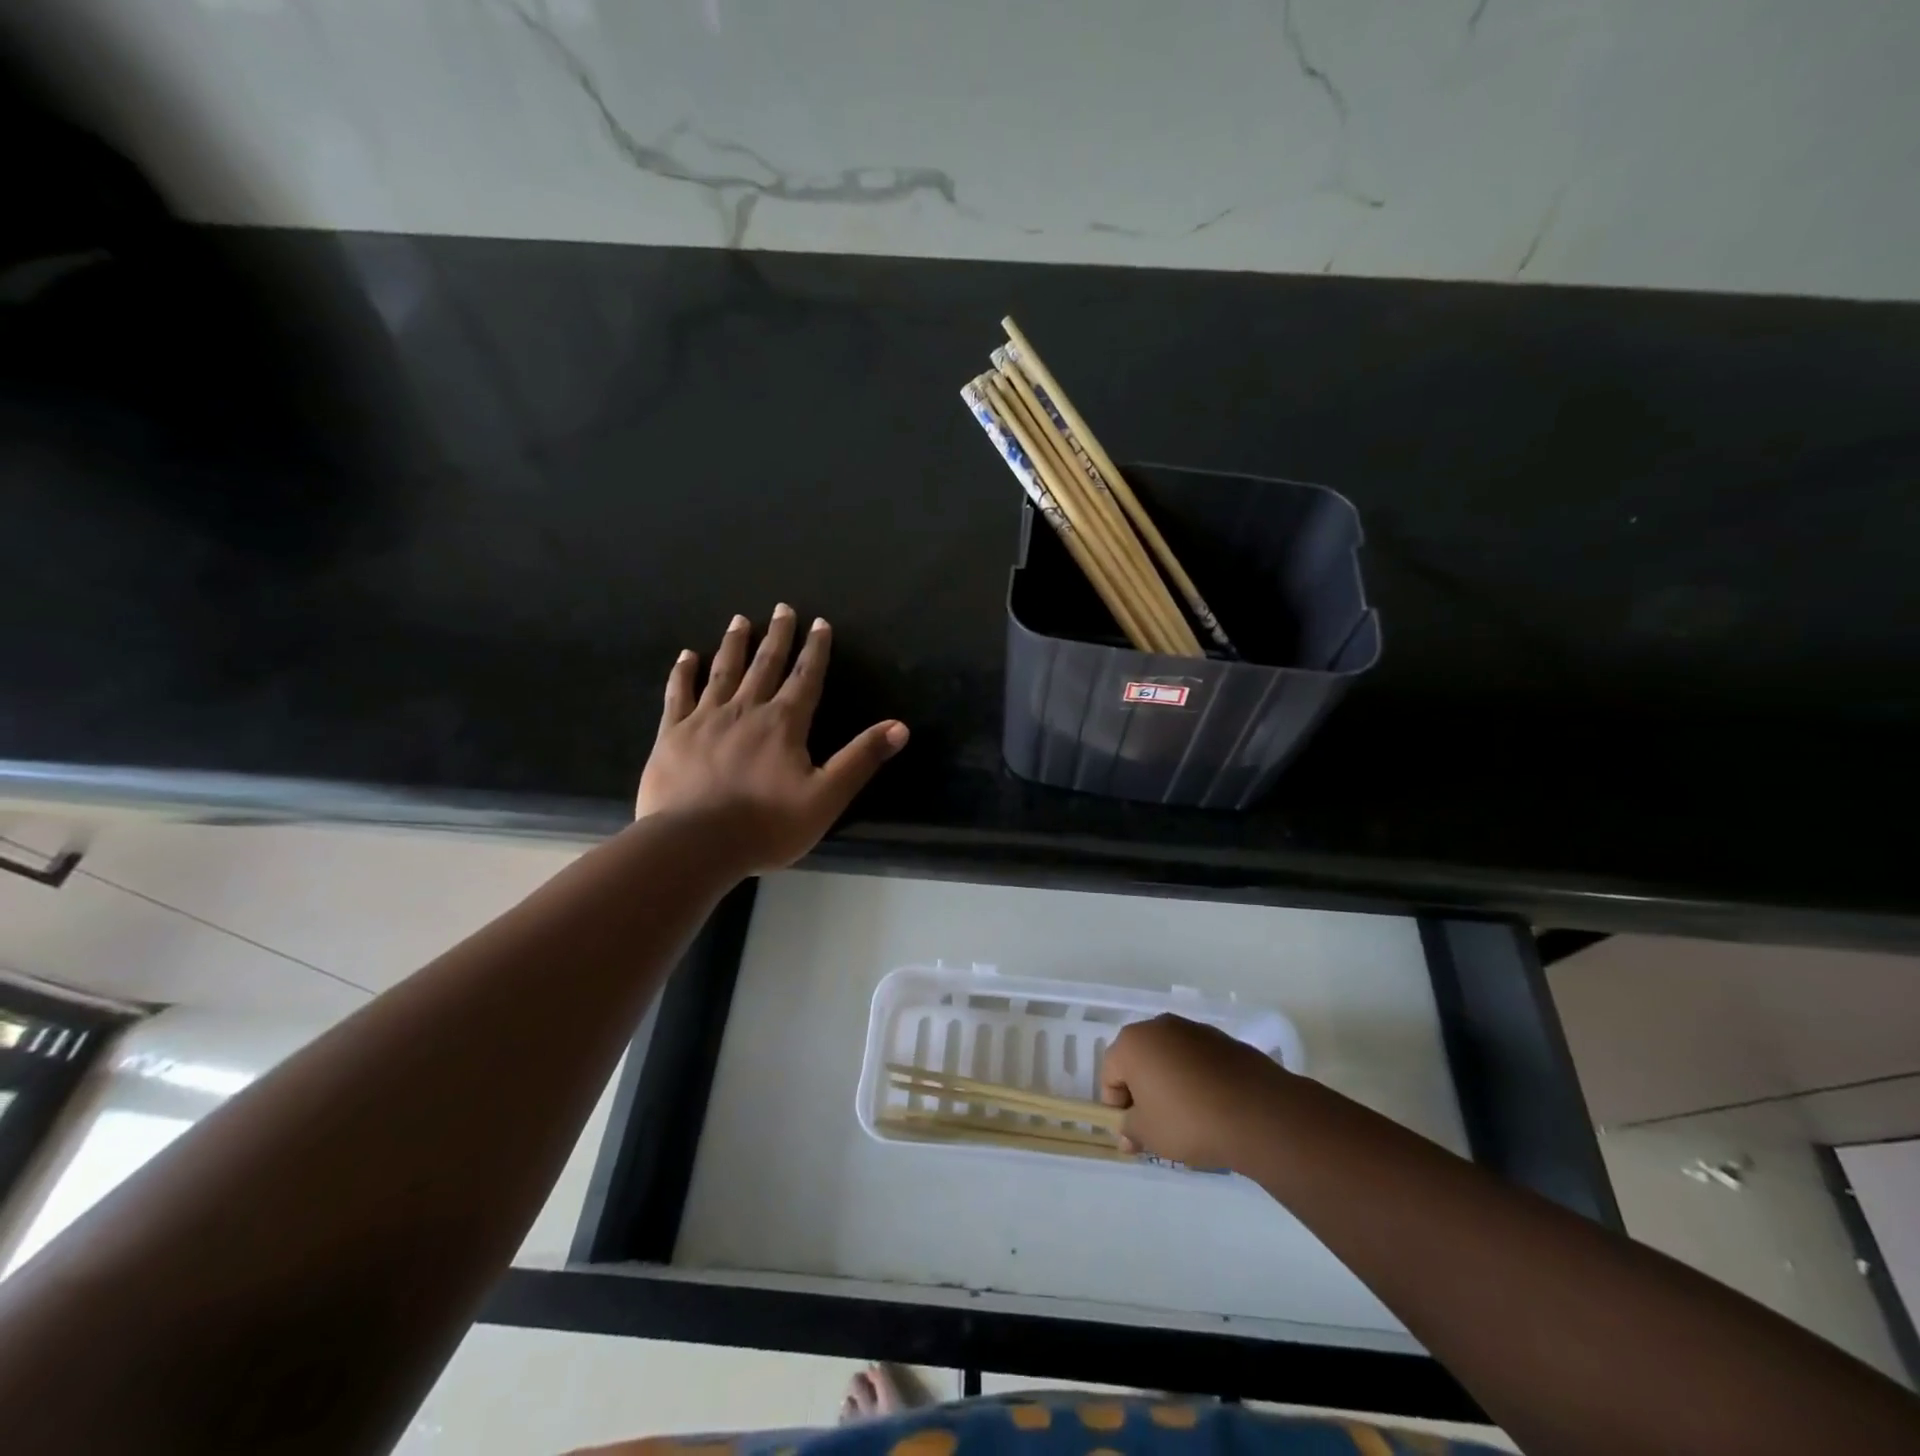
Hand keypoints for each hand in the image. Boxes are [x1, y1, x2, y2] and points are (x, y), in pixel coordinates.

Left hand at [636, 605, 908, 871]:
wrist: (695, 844)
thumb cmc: (767, 824)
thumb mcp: (826, 797)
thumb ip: (861, 759)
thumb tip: (900, 727)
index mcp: (784, 723)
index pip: (806, 677)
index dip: (815, 650)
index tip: (819, 623)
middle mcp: (746, 710)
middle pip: (765, 665)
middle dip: (777, 636)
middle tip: (782, 608)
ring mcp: (705, 719)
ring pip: (723, 672)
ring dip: (735, 644)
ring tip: (741, 620)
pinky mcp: (673, 734)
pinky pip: (679, 694)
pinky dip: (684, 673)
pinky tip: (687, 656)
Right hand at [1100, 1014, 1290, 1170]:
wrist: (1258, 1113)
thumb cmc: (1190, 1121)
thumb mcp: (1149, 1134)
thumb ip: (1130, 1130)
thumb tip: (1127, 1132)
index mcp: (1132, 1043)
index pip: (1109, 1074)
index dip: (1116, 1107)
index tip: (1133, 1133)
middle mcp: (1159, 1026)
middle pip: (1138, 1061)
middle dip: (1142, 1092)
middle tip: (1156, 1126)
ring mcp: (1193, 1029)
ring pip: (1169, 1059)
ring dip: (1169, 1084)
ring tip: (1187, 1119)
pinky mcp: (1223, 1040)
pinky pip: (1197, 1060)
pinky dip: (1196, 1079)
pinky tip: (1211, 1107)